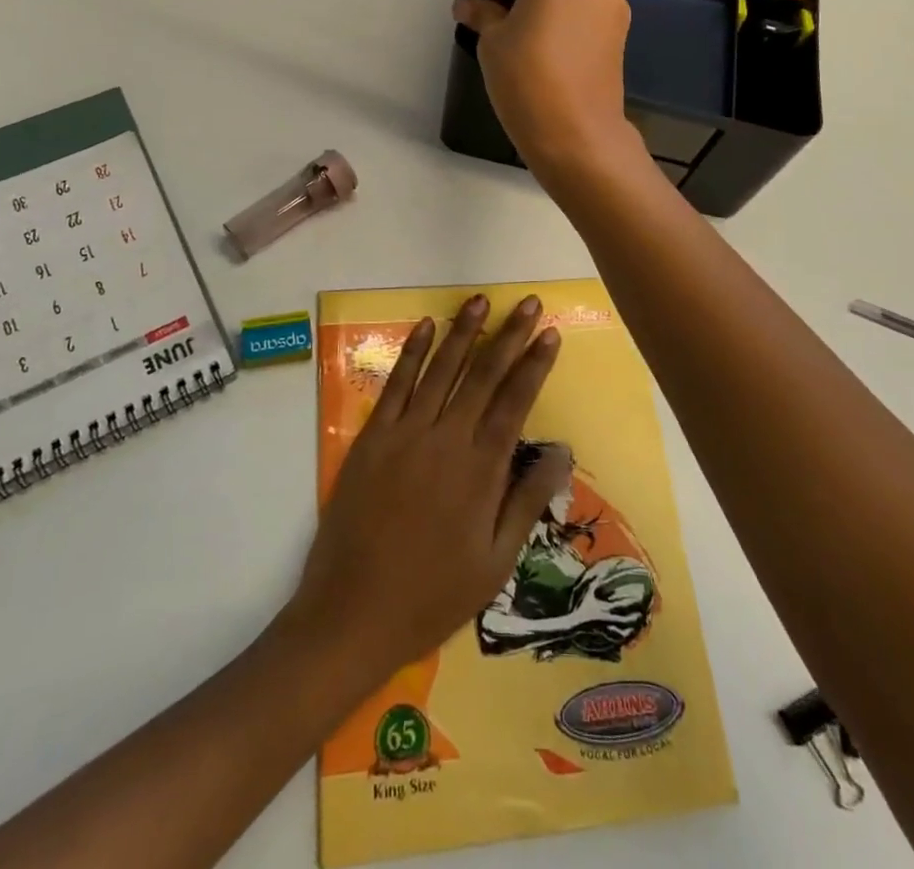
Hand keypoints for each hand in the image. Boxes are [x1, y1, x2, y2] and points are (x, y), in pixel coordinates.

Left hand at [291, 295, 570, 683]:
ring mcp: (405, 434)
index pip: (514, 402)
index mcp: (480, 471)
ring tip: (481, 301)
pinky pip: (396, 384)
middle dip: (508, 336)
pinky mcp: (372, 437)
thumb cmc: (431, 594)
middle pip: (483, 376)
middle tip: (528, 303)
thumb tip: (562, 451)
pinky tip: (425, 326)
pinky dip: (412, 352)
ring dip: (463, 332)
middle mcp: (445, 440)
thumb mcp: (494, 562)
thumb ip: (527, 500)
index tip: (550, 334)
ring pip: (441, 370)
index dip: (534, 365)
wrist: (351, 612)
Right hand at [453, 0, 641, 184]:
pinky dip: (571, 19)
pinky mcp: (623, 29)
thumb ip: (482, 11)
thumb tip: (467, 4)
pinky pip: (589, 10)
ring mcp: (615, 1)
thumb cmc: (527, 76)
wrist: (578, 133)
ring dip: (553, 0)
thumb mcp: (492, 40)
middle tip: (508, 17)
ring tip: (530, 41)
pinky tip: (552, 54)